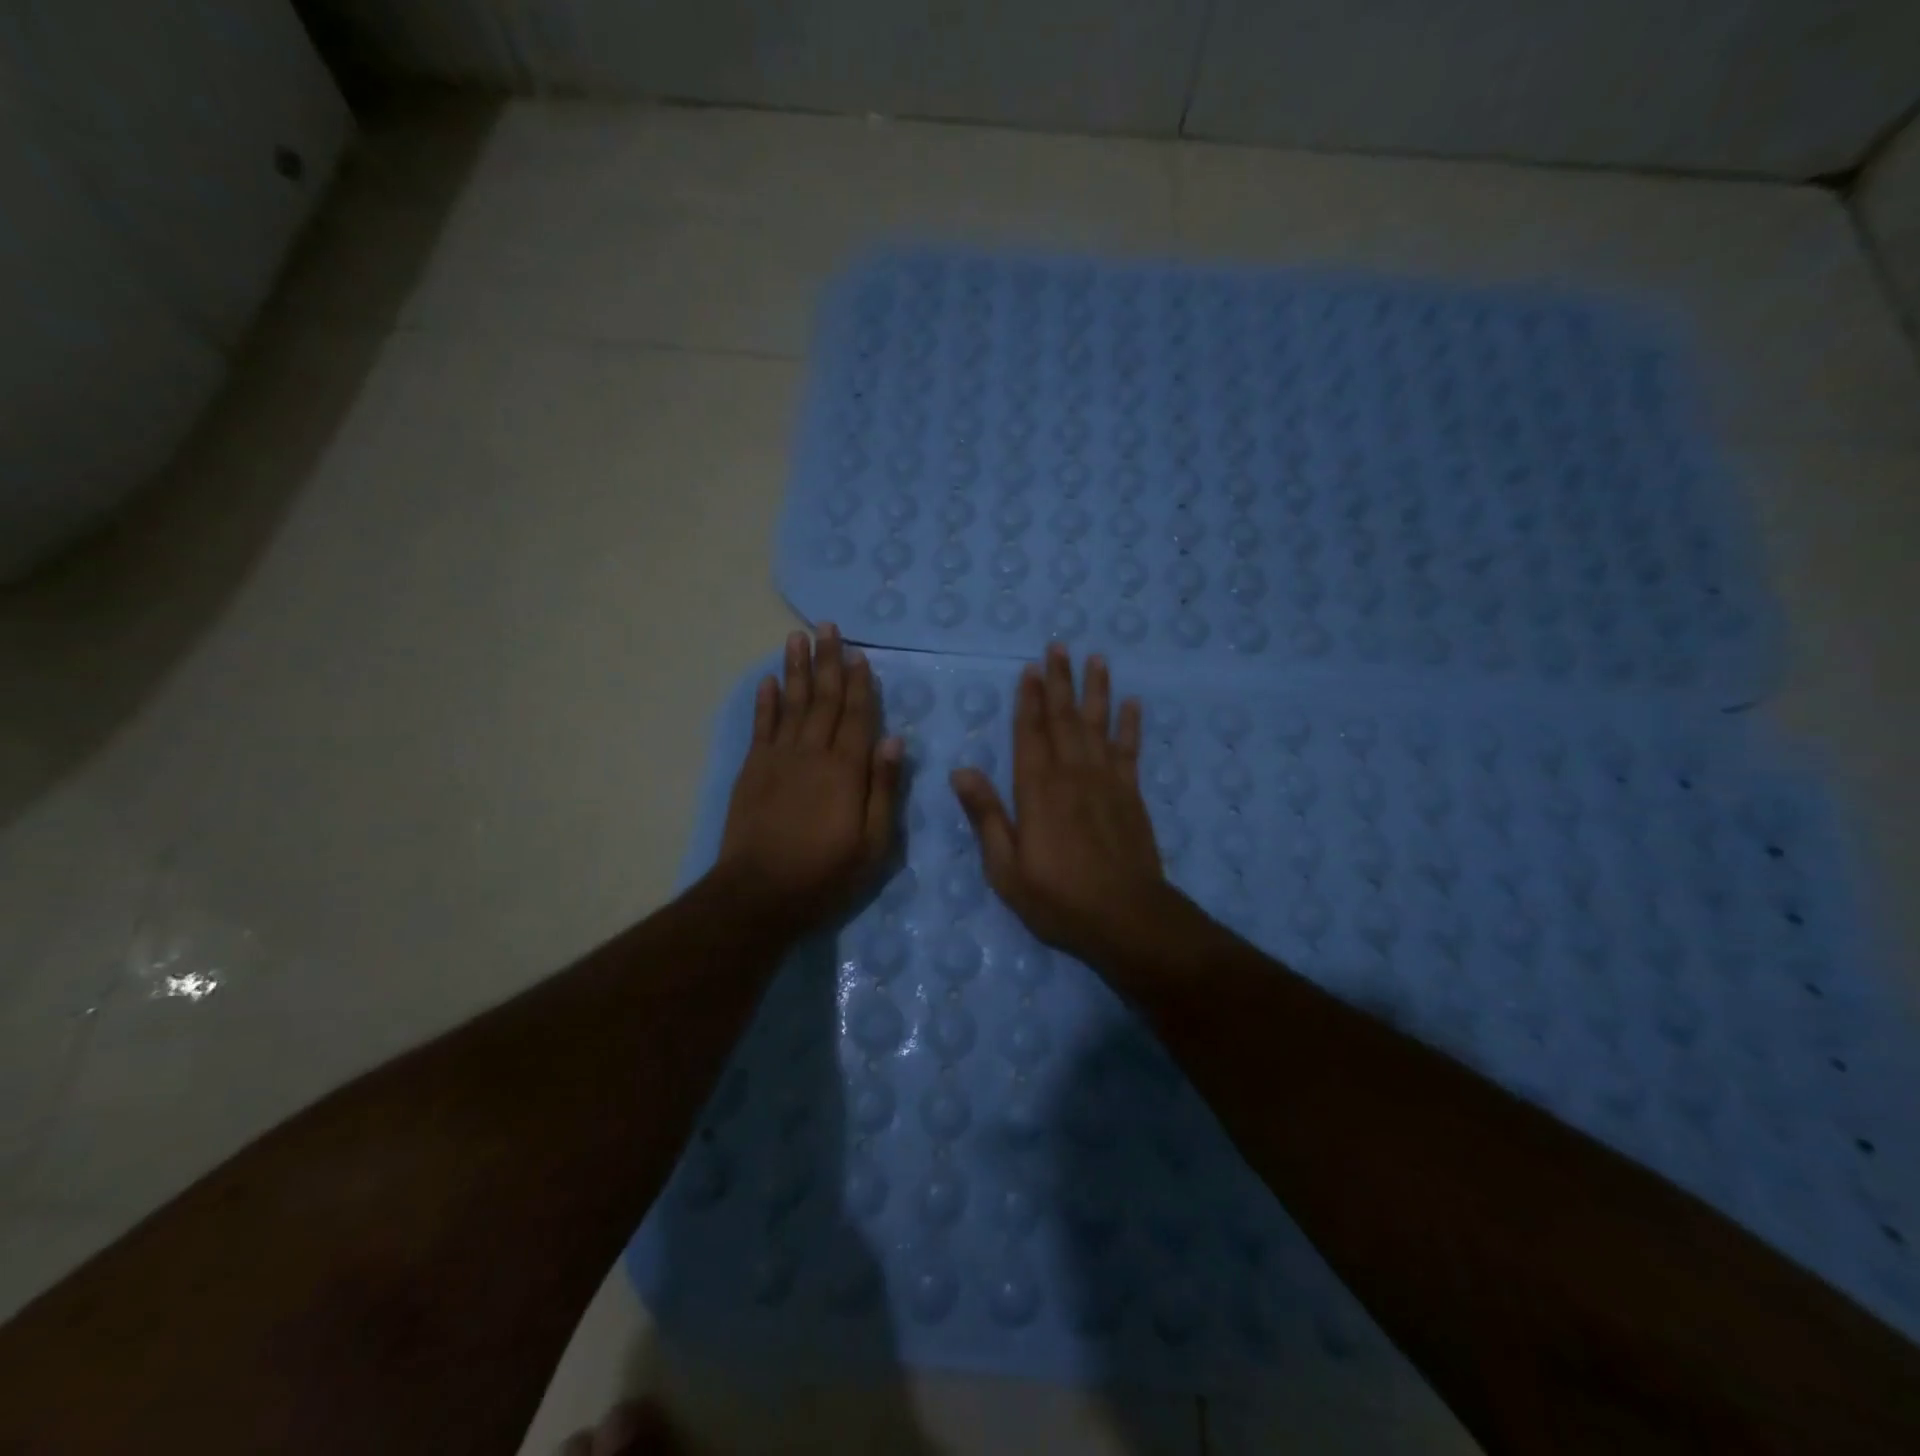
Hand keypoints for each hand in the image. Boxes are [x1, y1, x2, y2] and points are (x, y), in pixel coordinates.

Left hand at [714, 625, 901, 936]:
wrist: (759, 894)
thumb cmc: (825, 873)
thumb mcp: (873, 842)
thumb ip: (883, 788)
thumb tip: (895, 739)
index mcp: (846, 769)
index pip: (857, 715)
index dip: (860, 683)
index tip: (859, 654)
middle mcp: (813, 753)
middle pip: (824, 699)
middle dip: (828, 661)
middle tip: (827, 627)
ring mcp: (779, 758)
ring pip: (791, 703)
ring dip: (796, 669)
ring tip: (797, 637)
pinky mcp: (753, 769)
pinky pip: (761, 726)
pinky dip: (765, 702)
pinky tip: (768, 680)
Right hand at [950, 644, 1169, 966]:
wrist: (1126, 918)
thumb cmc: (1058, 898)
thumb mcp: (1006, 868)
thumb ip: (985, 816)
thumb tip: (960, 770)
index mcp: (1037, 790)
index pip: (1029, 733)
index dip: (1028, 700)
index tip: (1030, 669)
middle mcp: (1072, 774)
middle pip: (1064, 718)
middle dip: (1060, 681)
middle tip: (1058, 647)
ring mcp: (1106, 781)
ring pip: (1098, 724)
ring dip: (1096, 690)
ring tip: (1095, 659)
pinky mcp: (1131, 794)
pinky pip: (1129, 750)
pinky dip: (1130, 725)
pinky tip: (1131, 703)